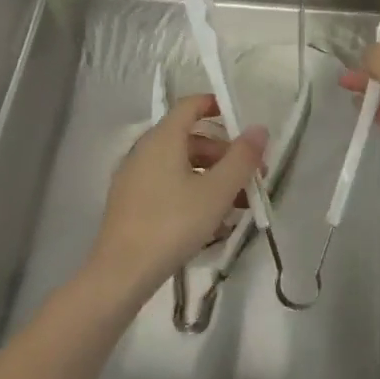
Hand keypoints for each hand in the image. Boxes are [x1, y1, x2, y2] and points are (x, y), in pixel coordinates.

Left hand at [88, 94, 267, 298]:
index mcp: (163, 138)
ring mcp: (134, 176)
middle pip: (189, 137)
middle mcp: (145, 149)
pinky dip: (191, 190)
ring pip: (180, 164)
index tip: (242, 123)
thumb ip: (241, 158)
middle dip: (223, 152)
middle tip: (250, 176)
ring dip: (211, 175)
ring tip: (238, 204)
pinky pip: (167, 183)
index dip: (216, 105)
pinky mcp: (130, 202)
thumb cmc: (173, 224)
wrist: (121, 273)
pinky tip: (210, 220)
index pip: (190, 105)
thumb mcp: (217, 191)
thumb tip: (259, 128)